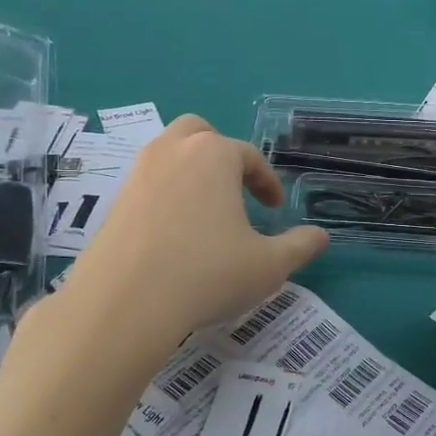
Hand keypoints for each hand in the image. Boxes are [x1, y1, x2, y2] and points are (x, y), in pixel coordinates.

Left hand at [69, 115, 328, 343]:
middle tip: (234, 188)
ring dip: (190, 170)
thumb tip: (320, 236)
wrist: (125, 303)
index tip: (275, 208)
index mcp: (214, 155)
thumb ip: (299, 246)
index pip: (249, 156)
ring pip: (168, 153)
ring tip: (205, 209)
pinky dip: (165, 193)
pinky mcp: (114, 200)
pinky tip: (174, 232)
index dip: (267, 182)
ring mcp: (138, 173)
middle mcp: (174, 151)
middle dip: (221, 154)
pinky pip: (147, 183)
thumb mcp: (268, 266)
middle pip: (200, 133)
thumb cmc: (207, 274)